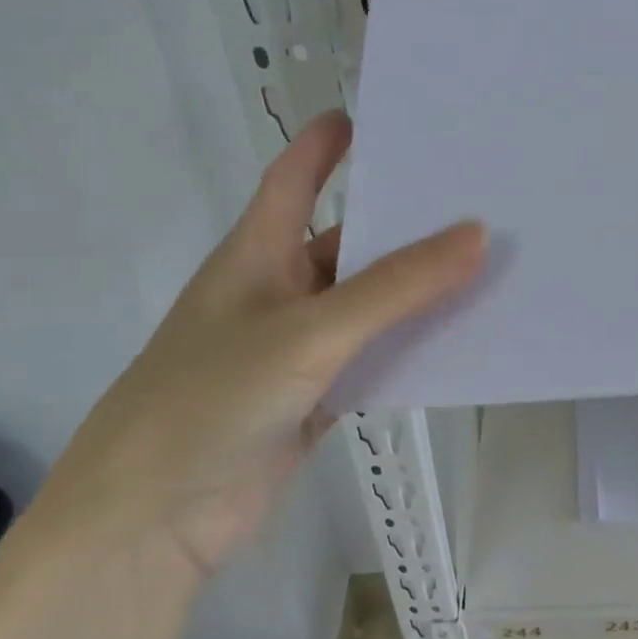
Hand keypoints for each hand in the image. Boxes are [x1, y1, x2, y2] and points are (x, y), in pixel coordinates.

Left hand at [32, 111, 483, 577]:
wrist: (150, 524)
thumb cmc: (210, 400)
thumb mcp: (309, 332)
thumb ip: (396, 287)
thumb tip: (478, 234)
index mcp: (257, 254)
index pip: (293, 178)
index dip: (325, 144)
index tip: (373, 114)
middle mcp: (277, 292)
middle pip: (347, 243)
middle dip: (402, 222)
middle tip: (474, 196)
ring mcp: (295, 349)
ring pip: (368, 306)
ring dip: (415, 290)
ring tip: (487, 262)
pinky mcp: (311, 398)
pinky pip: (373, 359)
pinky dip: (410, 348)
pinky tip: (460, 339)